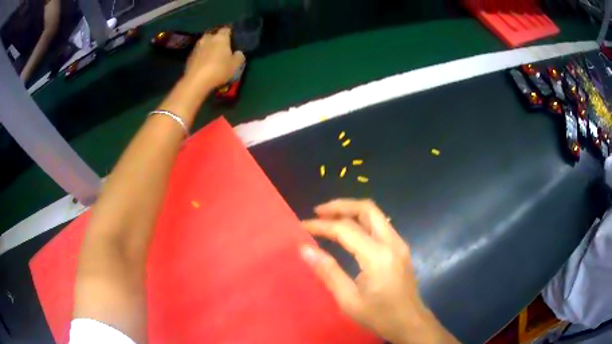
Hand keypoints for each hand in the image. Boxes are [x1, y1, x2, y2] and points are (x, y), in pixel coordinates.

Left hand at [185, 27, 244, 88]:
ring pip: (204, 43)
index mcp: (220, 38)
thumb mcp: (235, 65)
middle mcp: (208, 38)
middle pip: (213, 34)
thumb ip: (239, 56)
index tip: (232, 38)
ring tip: (211, 55)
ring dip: (208, 47)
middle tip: (221, 46)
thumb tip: (238, 52)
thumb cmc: (218, 70)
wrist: (196, 81)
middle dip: (216, 38)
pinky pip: (198, 52)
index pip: (226, 29)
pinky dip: (201, 55)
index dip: (230, 33)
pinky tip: (204, 63)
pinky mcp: (189, 56)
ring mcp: (197, 47)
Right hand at [301, 199, 457, 343]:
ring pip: (375, 214)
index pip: (346, 229)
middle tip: (318, 211)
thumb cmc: (379, 315)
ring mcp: (399, 243)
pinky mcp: (400, 248)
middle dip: (340, 206)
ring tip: (329, 217)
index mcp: (378, 256)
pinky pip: (380, 224)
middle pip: (366, 209)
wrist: (410, 322)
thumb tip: (305, 249)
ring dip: (351, 210)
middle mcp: (392, 242)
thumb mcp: (349, 299)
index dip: (321, 225)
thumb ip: (328, 272)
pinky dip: (362, 220)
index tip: (302, 225)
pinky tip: (349, 231)